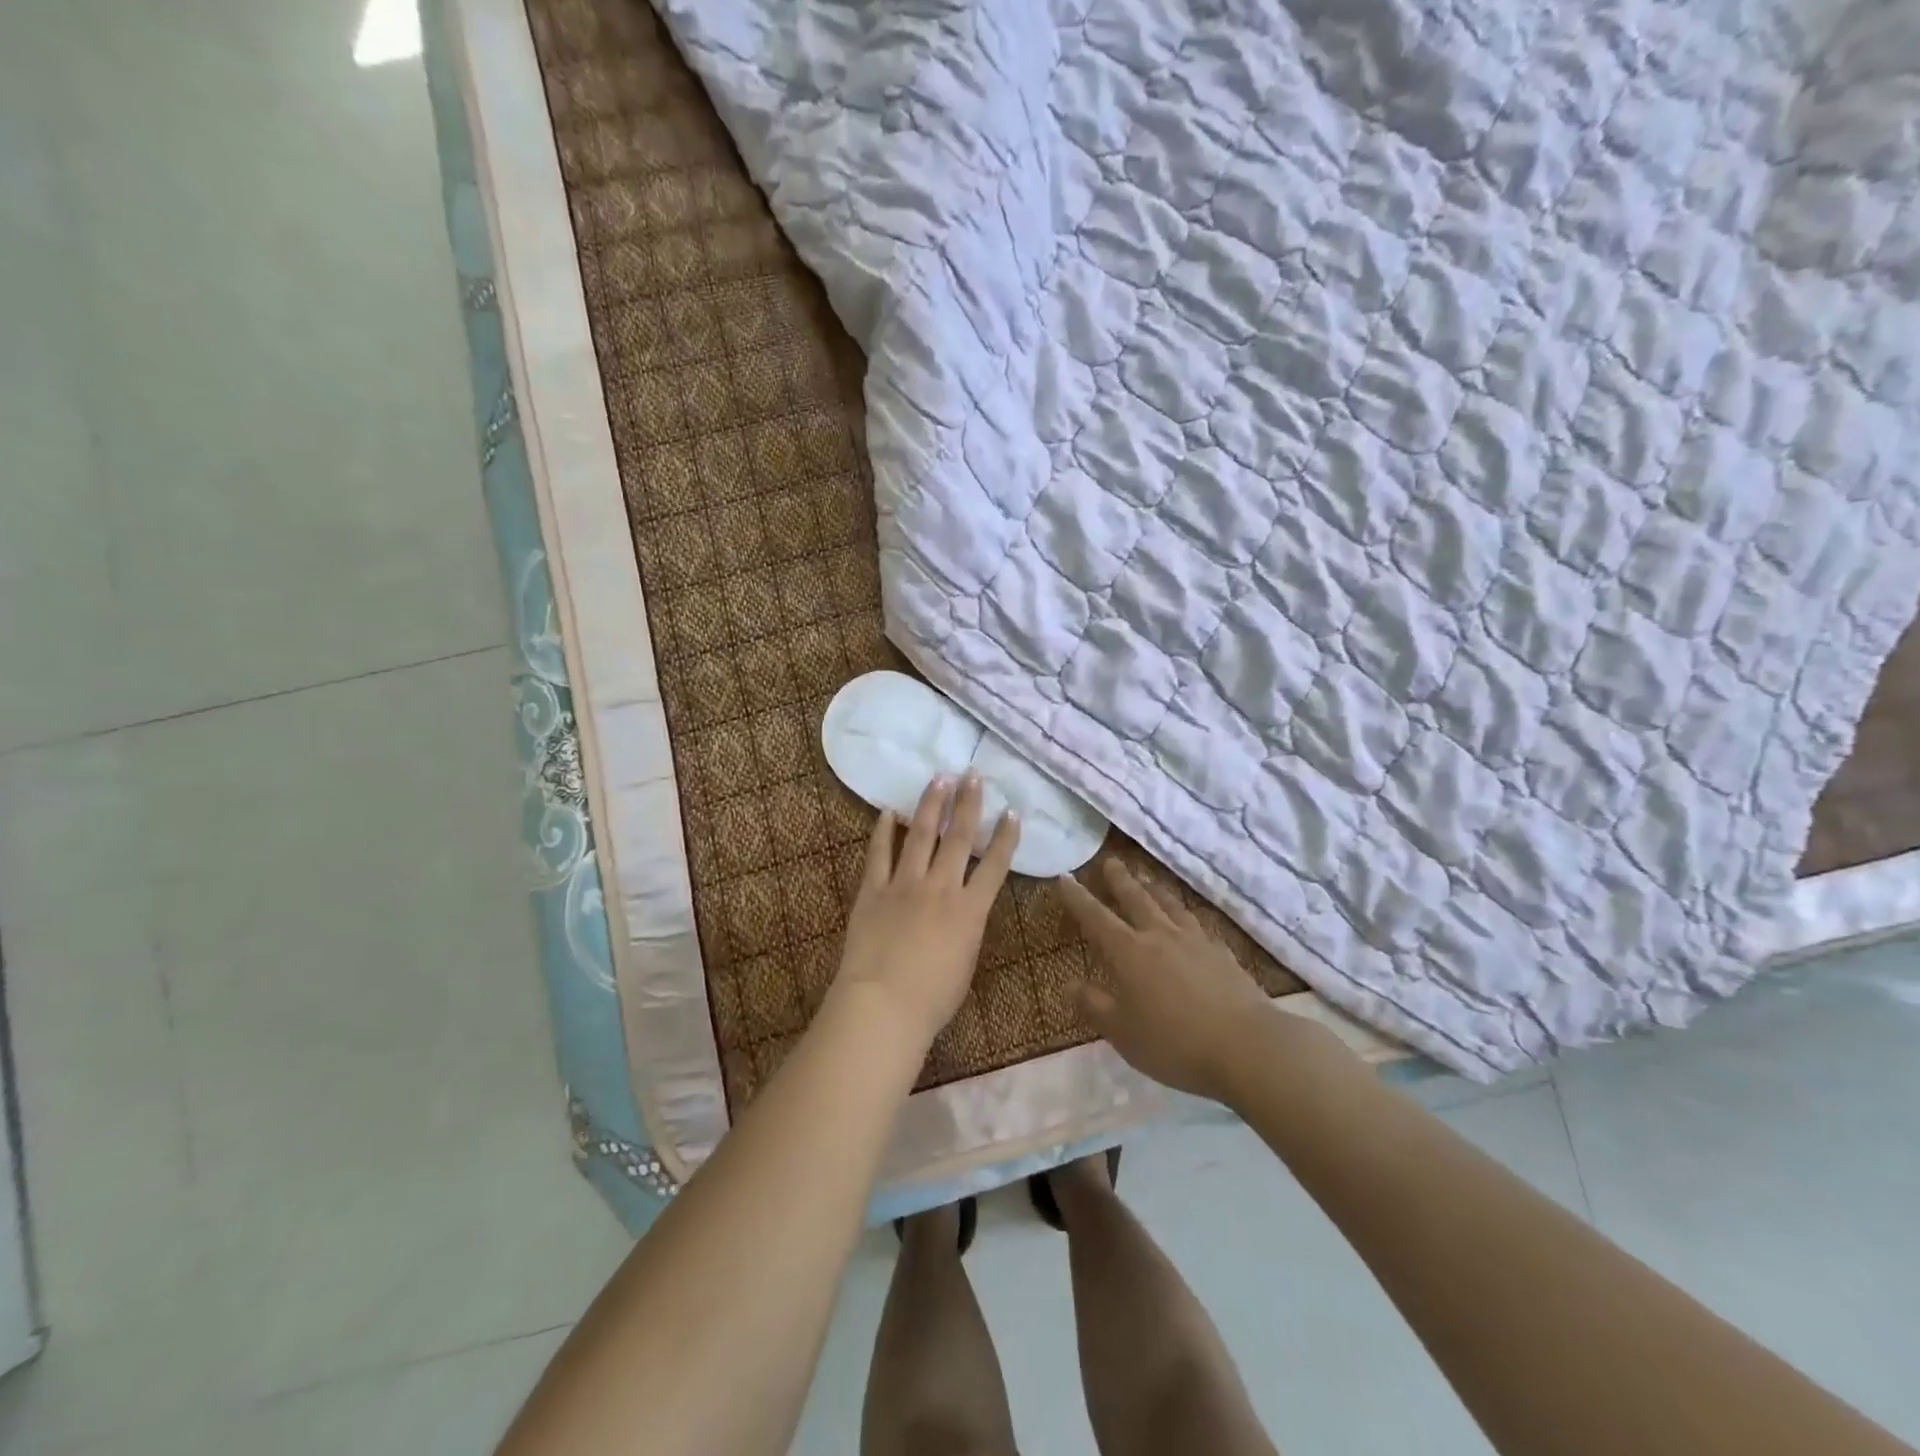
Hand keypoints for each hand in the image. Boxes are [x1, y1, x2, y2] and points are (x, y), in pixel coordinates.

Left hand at [833, 772, 1019, 1047]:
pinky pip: (879, 854)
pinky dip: (883, 831)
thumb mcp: (965, 961)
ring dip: (931, 805)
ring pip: (921, 836)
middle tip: (972, 774)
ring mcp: (905, 884)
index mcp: (970, 910)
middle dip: (968, 804)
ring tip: (939, 779)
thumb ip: (967, 928)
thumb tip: (965, 909)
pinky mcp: (873, 890)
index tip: (1012, 811)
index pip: (995, 866)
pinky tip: (888, 812)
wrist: (884, 1005)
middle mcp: (941, 887)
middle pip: (958, 838)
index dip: (1005, 837)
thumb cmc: (932, 998)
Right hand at [1057, 860, 1285, 1102]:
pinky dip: (1186, 916)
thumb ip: (1094, 1006)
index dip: (1078, 898)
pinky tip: (1190, 921)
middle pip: (1136, 899)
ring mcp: (1196, 942)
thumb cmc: (1175, 1043)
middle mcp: (1160, 936)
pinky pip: (1198, 925)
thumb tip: (1069, 985)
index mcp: (1129, 953)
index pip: (1096, 918)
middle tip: (1110, 861)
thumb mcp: (1123, 1033)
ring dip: (1154, 889)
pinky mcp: (1223, 954)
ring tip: (1147, 878)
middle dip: (1120, 880)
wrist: (1248, 1047)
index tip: (1065, 877)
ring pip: (1169, 905)